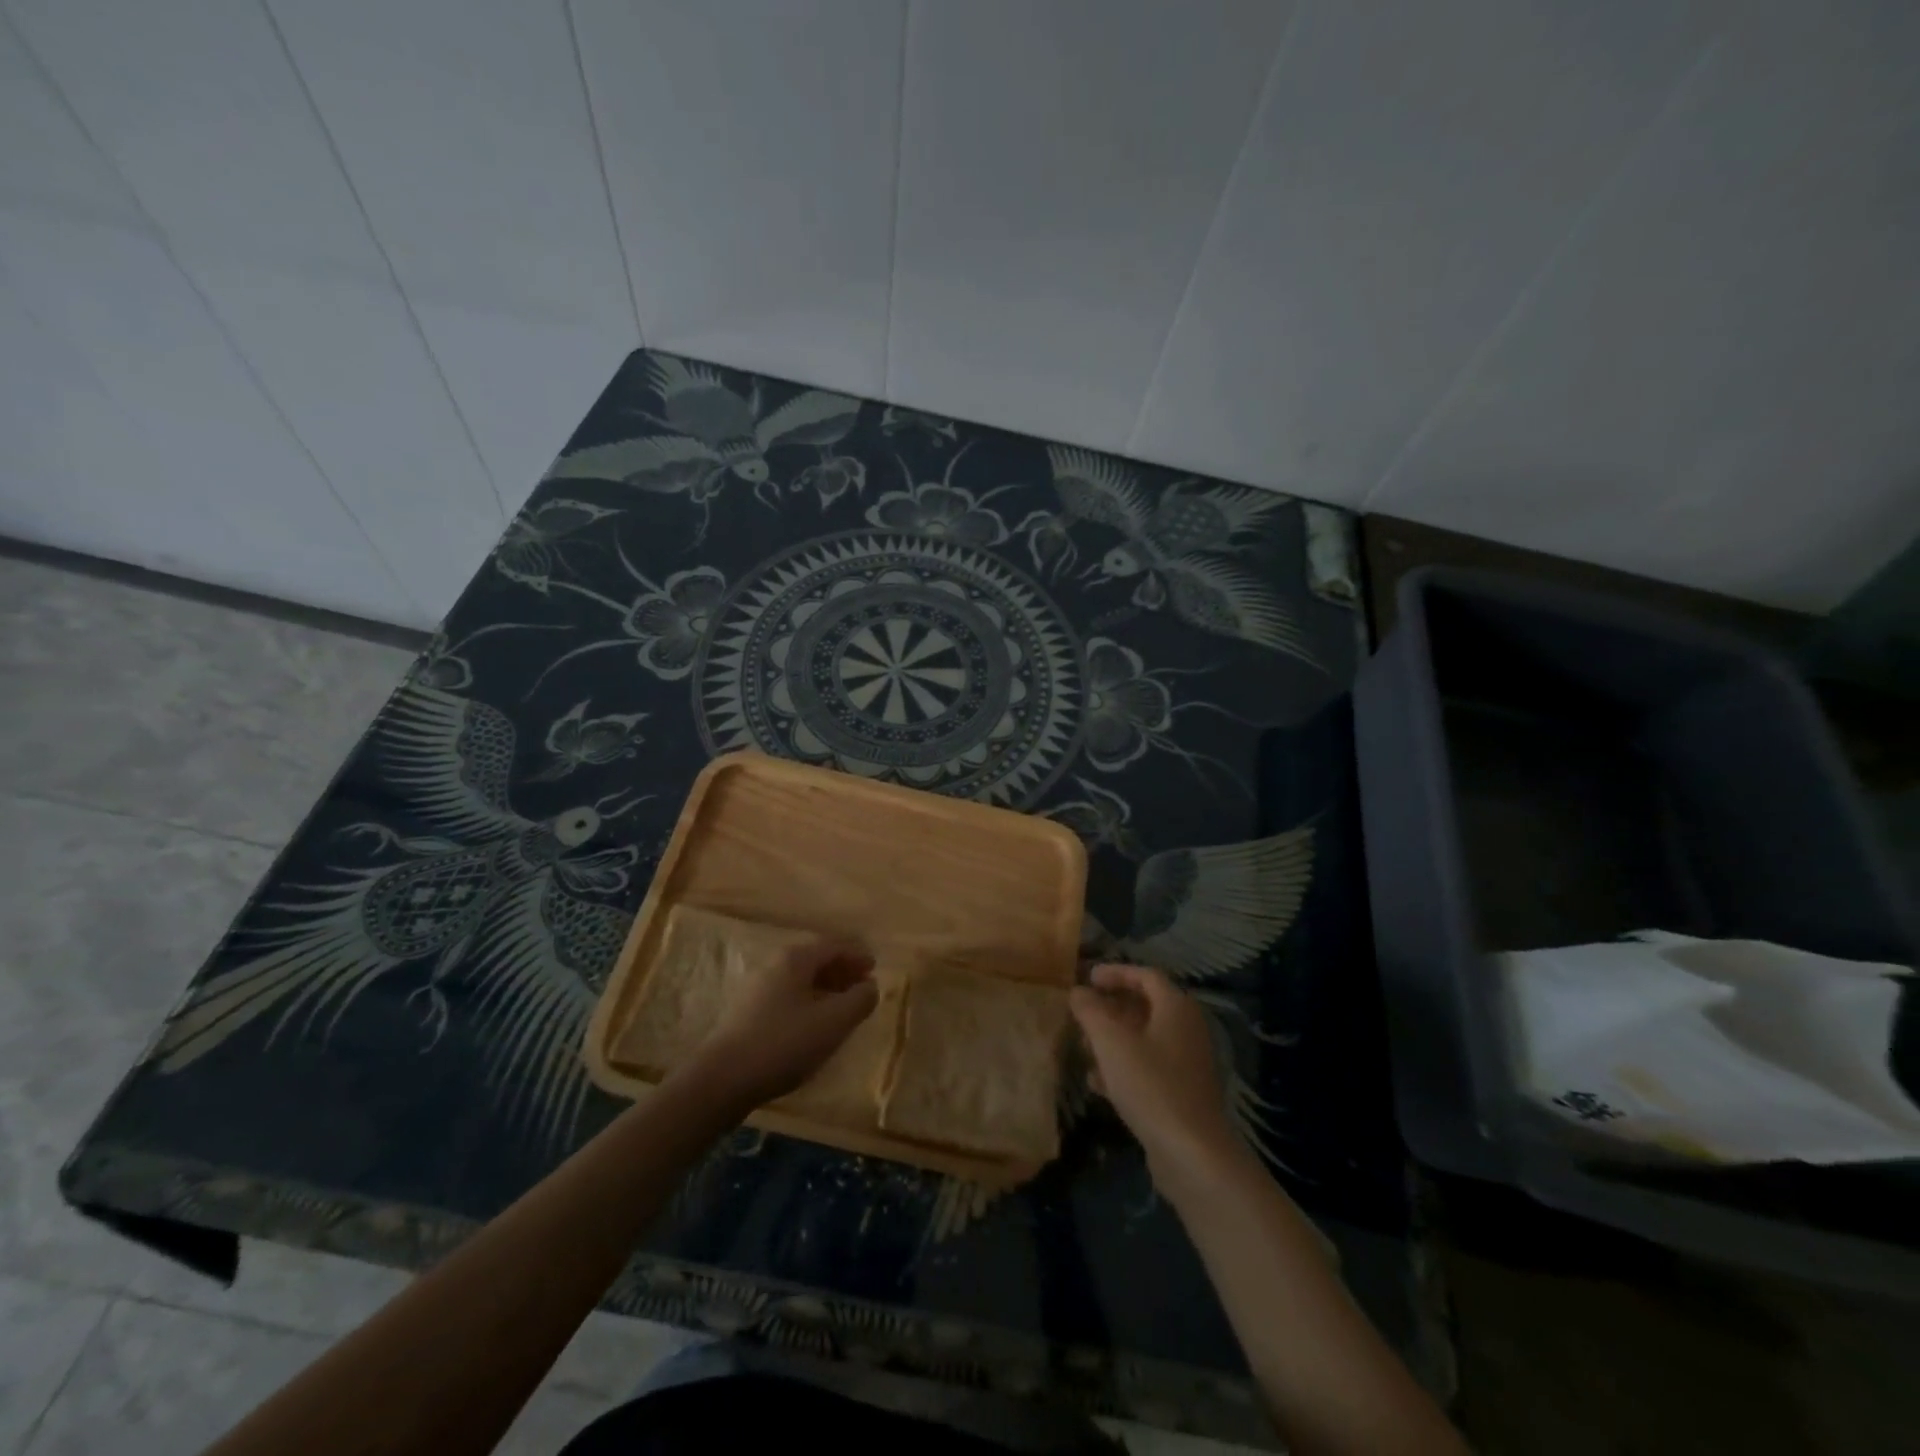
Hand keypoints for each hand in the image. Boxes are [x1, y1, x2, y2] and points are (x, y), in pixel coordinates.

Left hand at [684, 938, 878, 1109]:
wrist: (722, 1080)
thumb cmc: (784, 1044)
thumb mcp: (833, 1022)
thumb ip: (859, 1000)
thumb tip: (870, 986)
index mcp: (795, 959)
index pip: (833, 945)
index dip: (857, 955)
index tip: (874, 968)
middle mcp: (774, 965)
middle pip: (815, 959)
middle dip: (842, 970)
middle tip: (862, 987)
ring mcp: (757, 988)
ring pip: (800, 979)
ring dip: (825, 988)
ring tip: (842, 1008)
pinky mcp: (747, 1013)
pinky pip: (787, 996)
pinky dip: (808, 1001)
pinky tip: (813, 1025)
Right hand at [1070, 963, 1240, 1191]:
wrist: (1192, 1153)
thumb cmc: (1150, 1084)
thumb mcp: (1110, 1041)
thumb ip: (1090, 1010)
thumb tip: (1078, 992)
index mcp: (1176, 1007)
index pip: (1145, 975)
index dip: (1115, 972)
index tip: (1087, 978)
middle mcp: (1186, 1029)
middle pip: (1145, 1006)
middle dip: (1111, 1008)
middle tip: (1082, 1013)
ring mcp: (1187, 1063)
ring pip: (1144, 1039)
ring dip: (1113, 1039)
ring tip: (1083, 1048)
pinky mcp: (1182, 1093)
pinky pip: (1148, 1067)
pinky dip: (1123, 1067)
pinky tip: (1097, 1083)